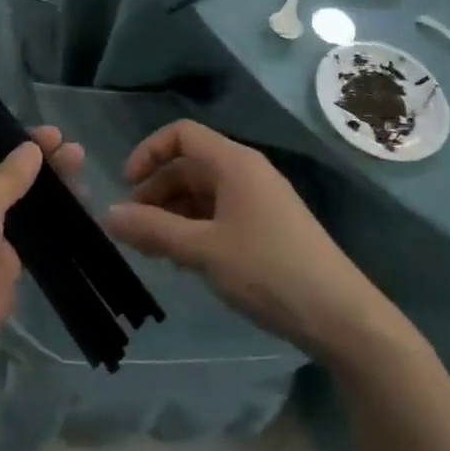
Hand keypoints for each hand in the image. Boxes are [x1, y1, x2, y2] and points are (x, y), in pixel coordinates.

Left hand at [0, 127, 83, 376]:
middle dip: (34, 156)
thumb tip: (31, 148)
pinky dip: (53, 216)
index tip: (38, 129)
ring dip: (48, 183)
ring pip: (19, 197)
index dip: (3, 132)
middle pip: (0, 167)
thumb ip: (9, 175)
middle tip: (69, 146)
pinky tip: (82, 201)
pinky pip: (31, 229)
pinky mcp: (2, 257)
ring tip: (80, 164)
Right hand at [107, 120, 396, 360]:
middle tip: (134, 230)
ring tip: (154, 251)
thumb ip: (153, 230)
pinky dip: (195, 228)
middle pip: (189, 165)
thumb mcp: (203, 250)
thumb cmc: (268, 270)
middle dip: (156, 192)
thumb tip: (108, 215)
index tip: (127, 187)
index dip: (149, 152)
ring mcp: (259, 200)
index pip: (182, 134)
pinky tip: (185, 261)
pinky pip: (220, 214)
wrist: (341, 316)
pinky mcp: (267, 227)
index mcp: (234, 163)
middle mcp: (246, 172)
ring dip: (173, 214)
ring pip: (203, 193)